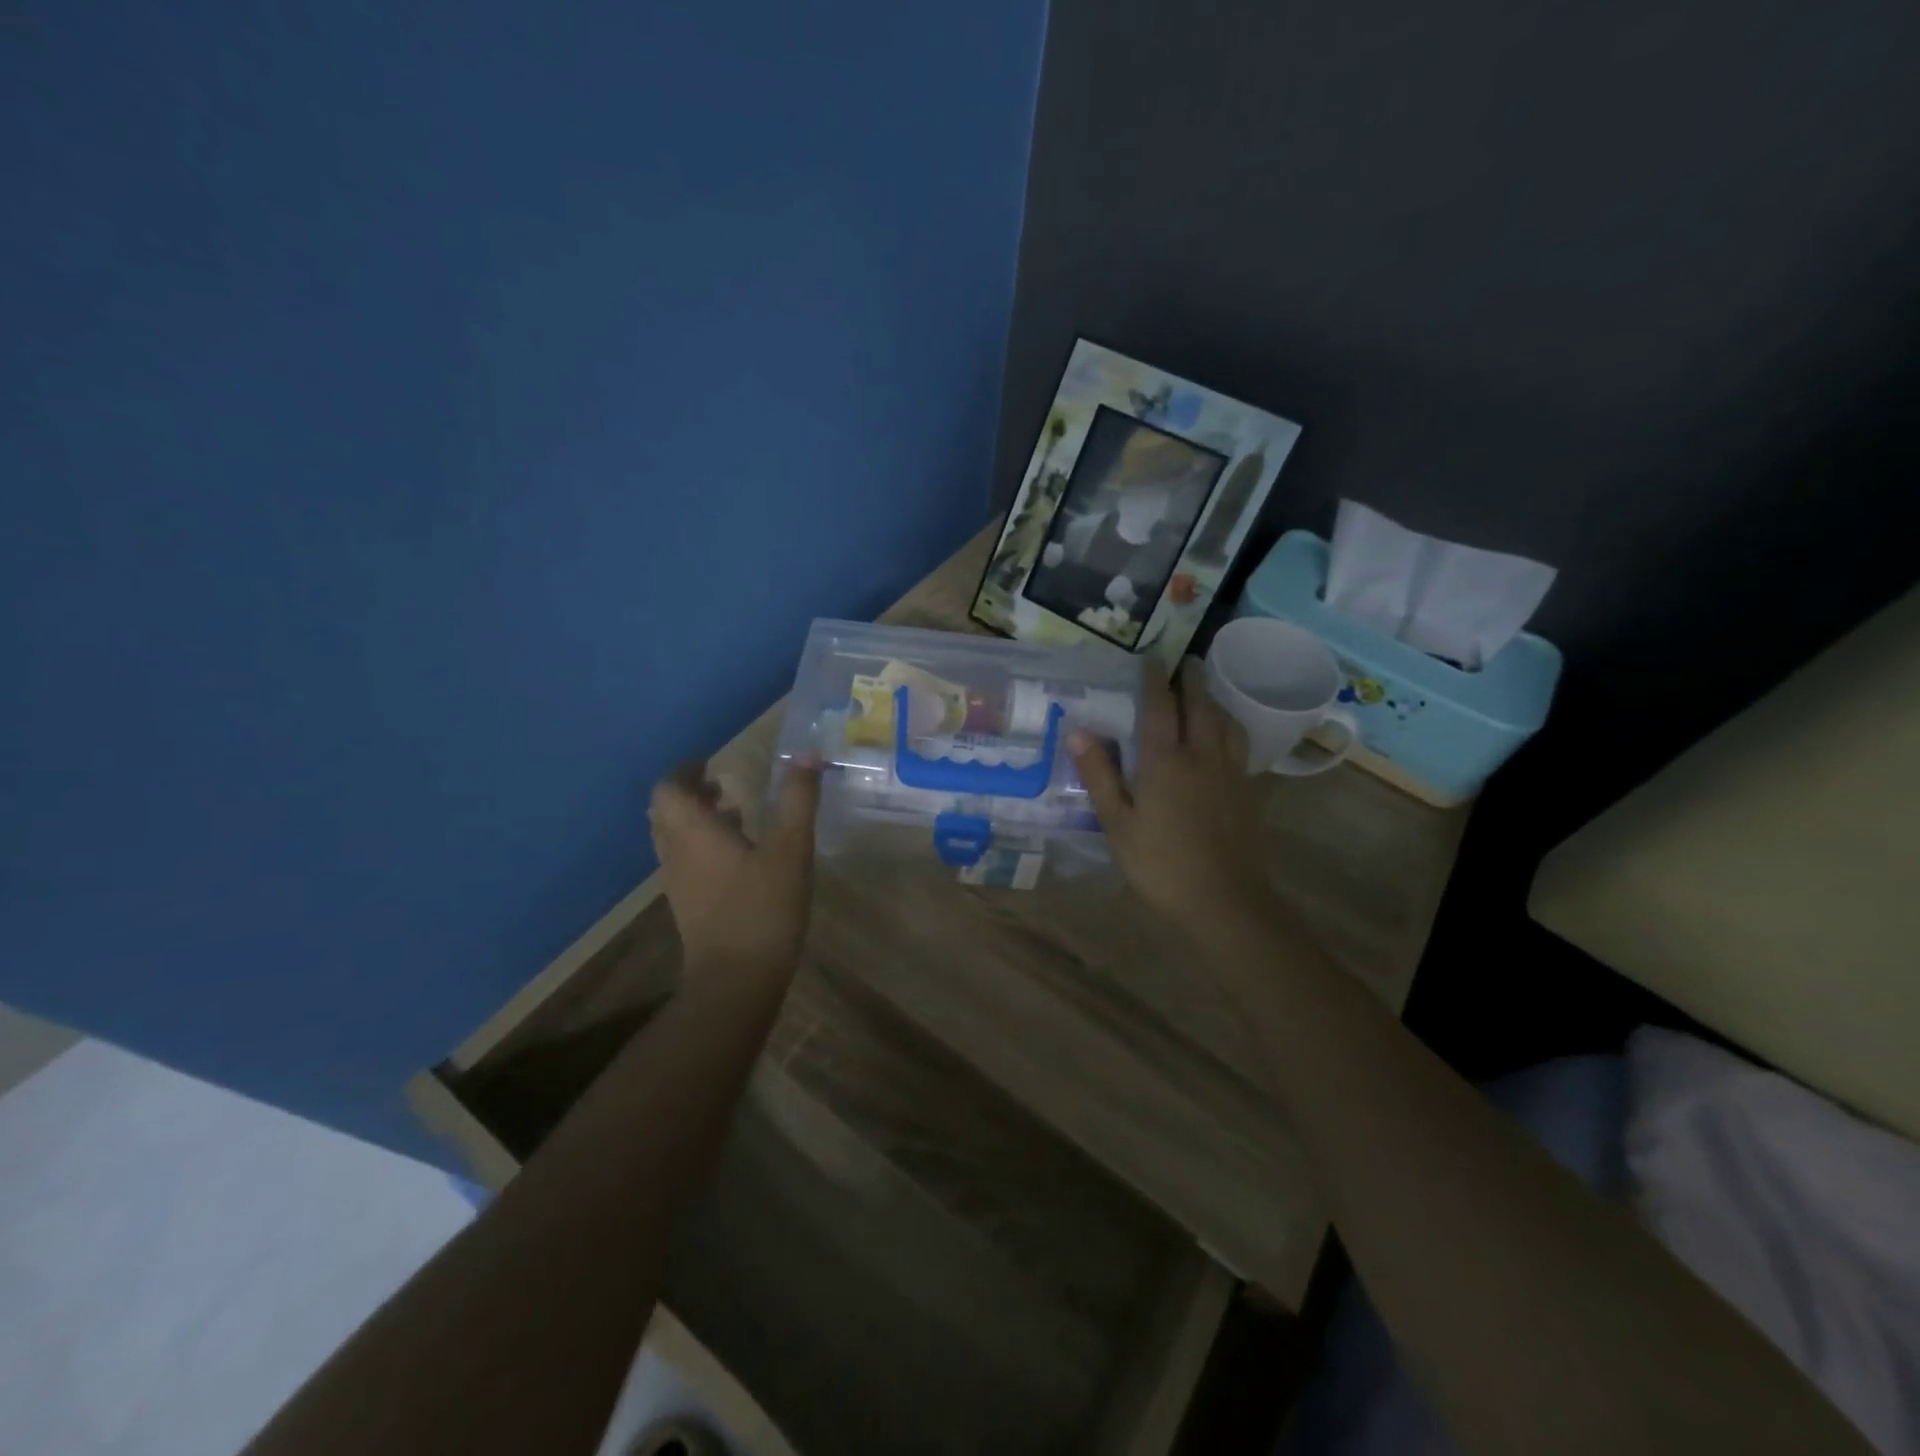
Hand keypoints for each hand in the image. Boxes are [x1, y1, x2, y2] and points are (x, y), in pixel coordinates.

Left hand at [648, 755, 821, 983]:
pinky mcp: (688, 906)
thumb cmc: (763, 908)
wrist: (736, 981)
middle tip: (721, 784)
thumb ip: (798, 800)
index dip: (685, 770)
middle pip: (666, 812)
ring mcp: (678, 883)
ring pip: (674, 838)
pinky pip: (685, 862)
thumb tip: (808, 755)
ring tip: (735, 813)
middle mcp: (676, 853)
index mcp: (694, 832)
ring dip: (696, 820)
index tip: (710, 762)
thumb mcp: (791, 849)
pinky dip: (703, 846)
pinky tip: (740, 856)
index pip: (668, 789)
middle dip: (690, 793)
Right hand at [1069, 660, 1271, 934]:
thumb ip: (1099, 775)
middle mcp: (1201, 755)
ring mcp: (1229, 771)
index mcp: (1165, 761)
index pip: (1159, 705)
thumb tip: (1078, 730)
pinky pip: (1237, 742)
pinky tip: (1223, 734)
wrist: (1224, 901)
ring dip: (1212, 698)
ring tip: (1202, 691)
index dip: (1154, 678)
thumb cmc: (1161, 864)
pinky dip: (1228, 724)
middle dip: (1191, 678)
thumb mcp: (1117, 824)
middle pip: (1199, 704)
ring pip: (1224, 720)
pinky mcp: (1245, 789)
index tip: (1150, 656)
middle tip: (1183, 660)